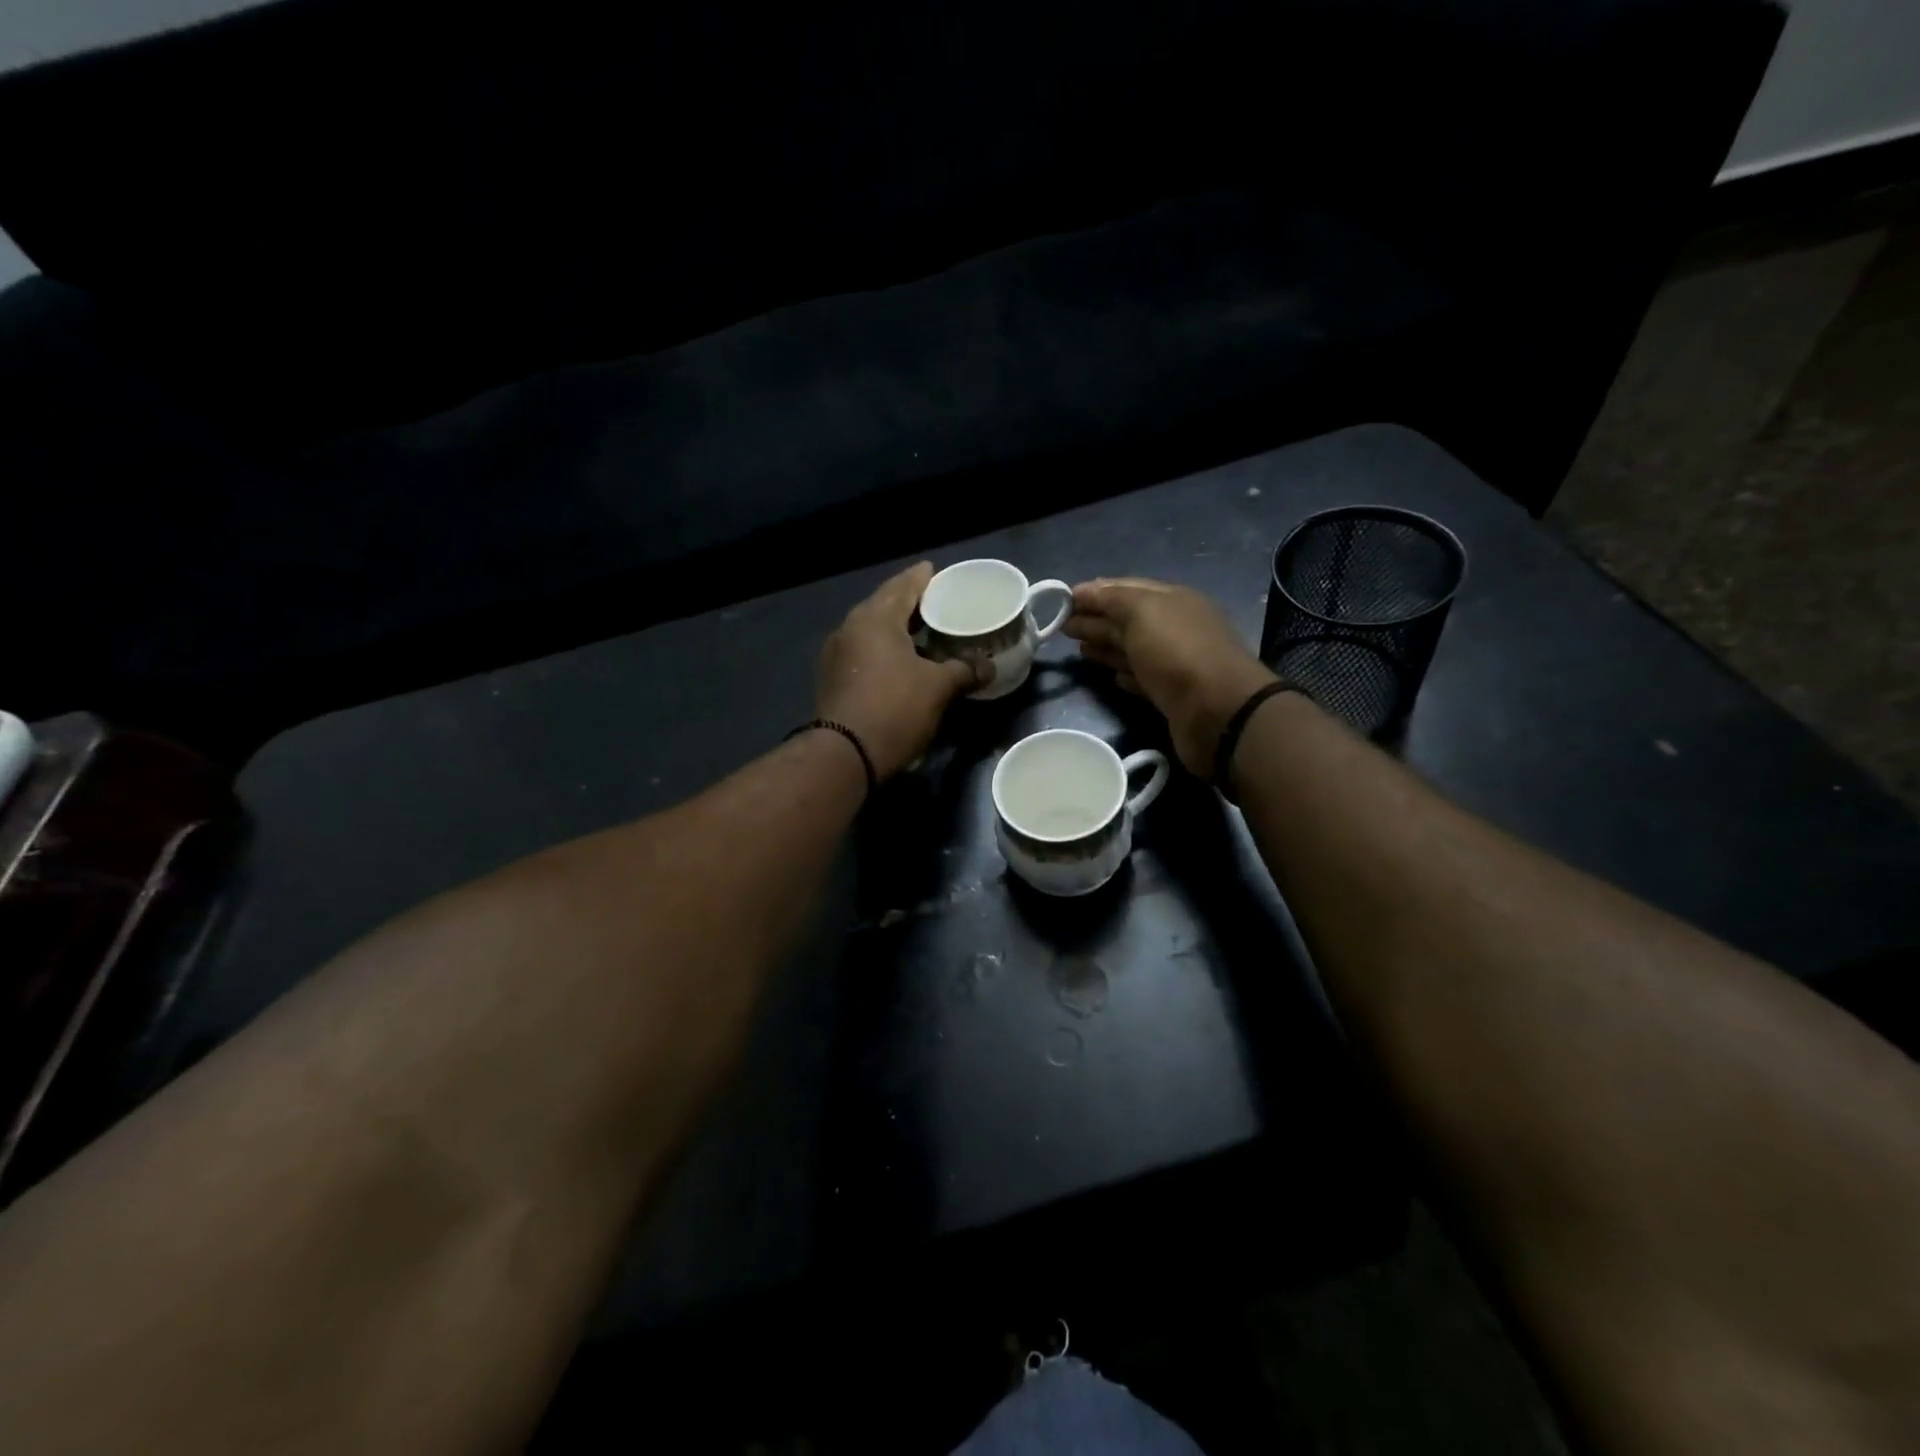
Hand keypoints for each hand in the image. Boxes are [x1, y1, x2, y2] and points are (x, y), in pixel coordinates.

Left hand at [815, 562, 984, 780]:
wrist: (845, 755)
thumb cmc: (895, 708)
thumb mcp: (938, 688)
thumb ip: (964, 671)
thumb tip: (989, 667)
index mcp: (875, 618)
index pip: (903, 586)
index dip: (923, 578)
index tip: (936, 571)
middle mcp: (851, 628)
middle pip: (885, 605)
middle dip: (911, 604)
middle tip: (938, 603)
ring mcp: (837, 654)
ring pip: (873, 631)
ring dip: (898, 630)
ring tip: (926, 633)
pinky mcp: (834, 679)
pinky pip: (865, 653)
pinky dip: (886, 650)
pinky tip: (904, 662)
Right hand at [1064, 578, 1278, 776]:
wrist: (1217, 711)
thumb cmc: (1177, 652)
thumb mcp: (1142, 611)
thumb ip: (1112, 598)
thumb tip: (1085, 591)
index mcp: (1172, 600)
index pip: (1127, 588)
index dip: (1095, 592)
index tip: (1062, 599)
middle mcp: (1174, 628)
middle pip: (1127, 619)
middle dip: (1095, 618)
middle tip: (1061, 625)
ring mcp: (1174, 663)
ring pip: (1132, 649)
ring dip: (1105, 646)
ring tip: (1078, 648)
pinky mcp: (1171, 695)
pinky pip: (1142, 679)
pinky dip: (1124, 674)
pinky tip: (1110, 677)